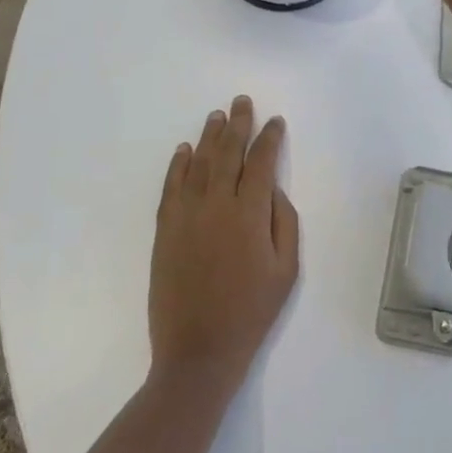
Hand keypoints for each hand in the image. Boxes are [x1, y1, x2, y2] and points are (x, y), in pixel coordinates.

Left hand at [149, 96, 299, 385]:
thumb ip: (284, 223)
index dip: (270, 139)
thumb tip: (274, 190)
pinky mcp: (165, 230)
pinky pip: (171, 187)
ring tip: (217, 116)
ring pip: (199, 164)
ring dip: (209, 137)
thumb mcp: (286, 271)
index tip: (276, 122)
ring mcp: (186, 215)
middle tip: (242, 102)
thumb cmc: (251, 312)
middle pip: (228, 154)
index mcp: (250, 214)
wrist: (198, 350)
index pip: (262, 163)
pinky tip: (184, 150)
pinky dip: (178, 165)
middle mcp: (216, 205)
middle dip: (238, 125)